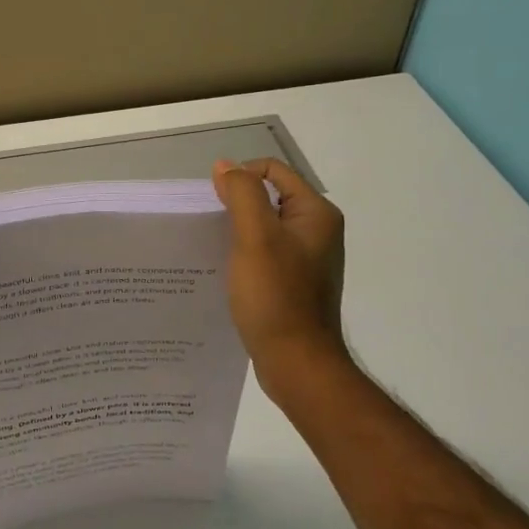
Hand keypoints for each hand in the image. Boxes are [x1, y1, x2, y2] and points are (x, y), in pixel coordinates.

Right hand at [212, 158, 349, 395]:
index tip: (213, 204)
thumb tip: (225, 166)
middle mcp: (318, 231)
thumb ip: (241, 195)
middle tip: (210, 227)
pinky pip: (266, 254)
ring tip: (214, 249)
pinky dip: (245, 255)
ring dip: (238, 232)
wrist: (297, 362)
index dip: (240, 178)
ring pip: (265, 228)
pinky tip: (227, 272)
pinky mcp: (296, 283)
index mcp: (316, 213)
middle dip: (236, 206)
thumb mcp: (255, 238)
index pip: (273, 171)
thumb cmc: (276, 296)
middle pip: (269, 198)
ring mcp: (308, 259)